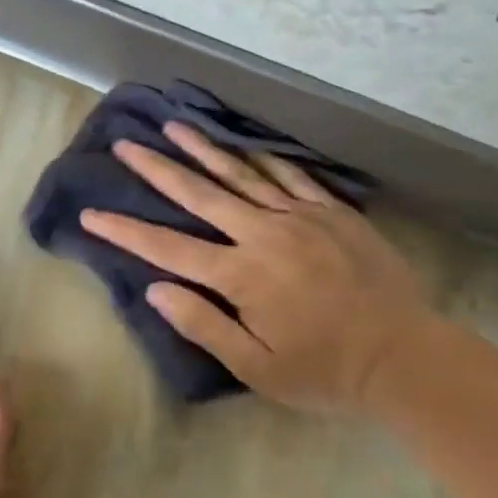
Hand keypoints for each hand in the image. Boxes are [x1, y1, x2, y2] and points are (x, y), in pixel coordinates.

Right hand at [80, 122, 441, 415]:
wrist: (405, 356)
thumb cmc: (325, 371)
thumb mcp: (257, 368)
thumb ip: (204, 326)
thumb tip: (156, 289)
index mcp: (241, 276)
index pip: (168, 248)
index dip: (126, 230)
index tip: (93, 213)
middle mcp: (264, 235)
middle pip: (199, 195)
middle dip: (158, 169)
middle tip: (126, 145)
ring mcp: (300, 217)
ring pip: (241, 175)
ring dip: (203, 149)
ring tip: (173, 126)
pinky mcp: (331, 212)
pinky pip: (290, 177)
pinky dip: (263, 158)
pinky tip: (243, 144)